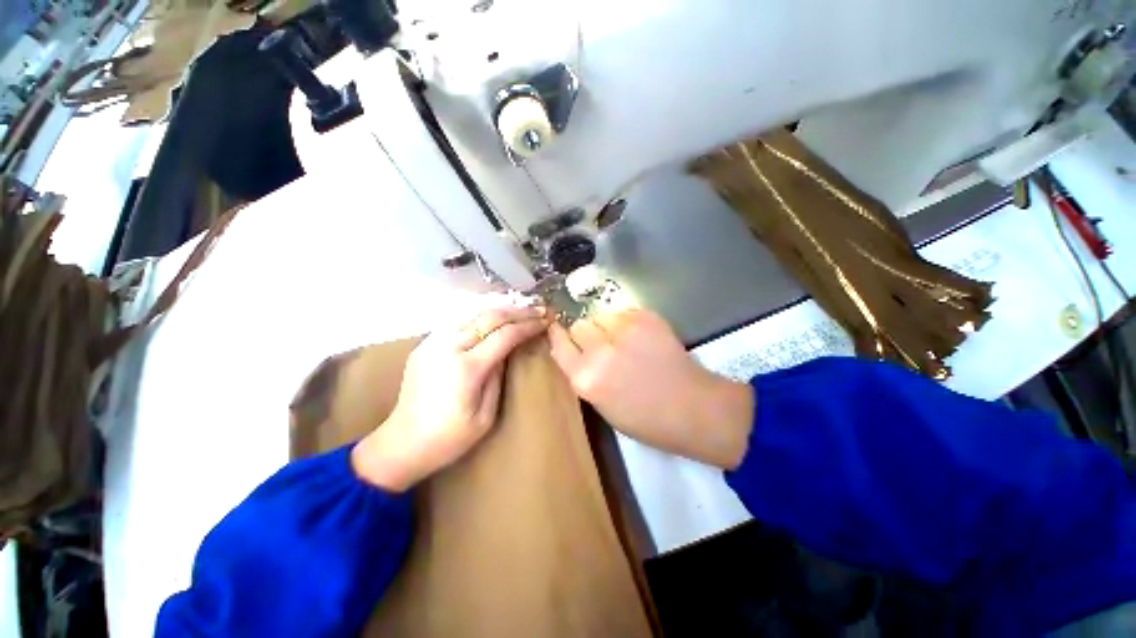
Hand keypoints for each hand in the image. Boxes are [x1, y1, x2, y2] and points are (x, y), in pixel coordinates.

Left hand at [352, 294, 547, 490]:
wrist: (402, 444)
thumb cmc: (449, 438)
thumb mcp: (486, 415)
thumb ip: (499, 376)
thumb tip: (507, 351)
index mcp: (467, 369)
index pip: (505, 335)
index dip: (528, 326)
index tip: (545, 321)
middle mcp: (448, 347)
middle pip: (489, 317)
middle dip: (518, 312)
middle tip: (538, 310)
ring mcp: (433, 342)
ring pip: (473, 313)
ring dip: (500, 308)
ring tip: (520, 308)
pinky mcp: (425, 344)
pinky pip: (458, 320)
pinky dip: (480, 314)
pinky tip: (492, 316)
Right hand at [547, 308, 753, 468]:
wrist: (692, 407)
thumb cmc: (645, 419)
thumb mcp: (601, 405)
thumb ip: (582, 375)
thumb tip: (569, 351)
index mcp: (586, 379)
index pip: (560, 344)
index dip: (560, 336)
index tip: (560, 332)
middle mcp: (600, 352)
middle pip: (579, 325)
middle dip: (586, 334)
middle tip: (602, 344)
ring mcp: (624, 331)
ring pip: (601, 315)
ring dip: (606, 326)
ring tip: (624, 339)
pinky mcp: (646, 317)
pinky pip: (624, 312)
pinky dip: (627, 322)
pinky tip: (641, 337)